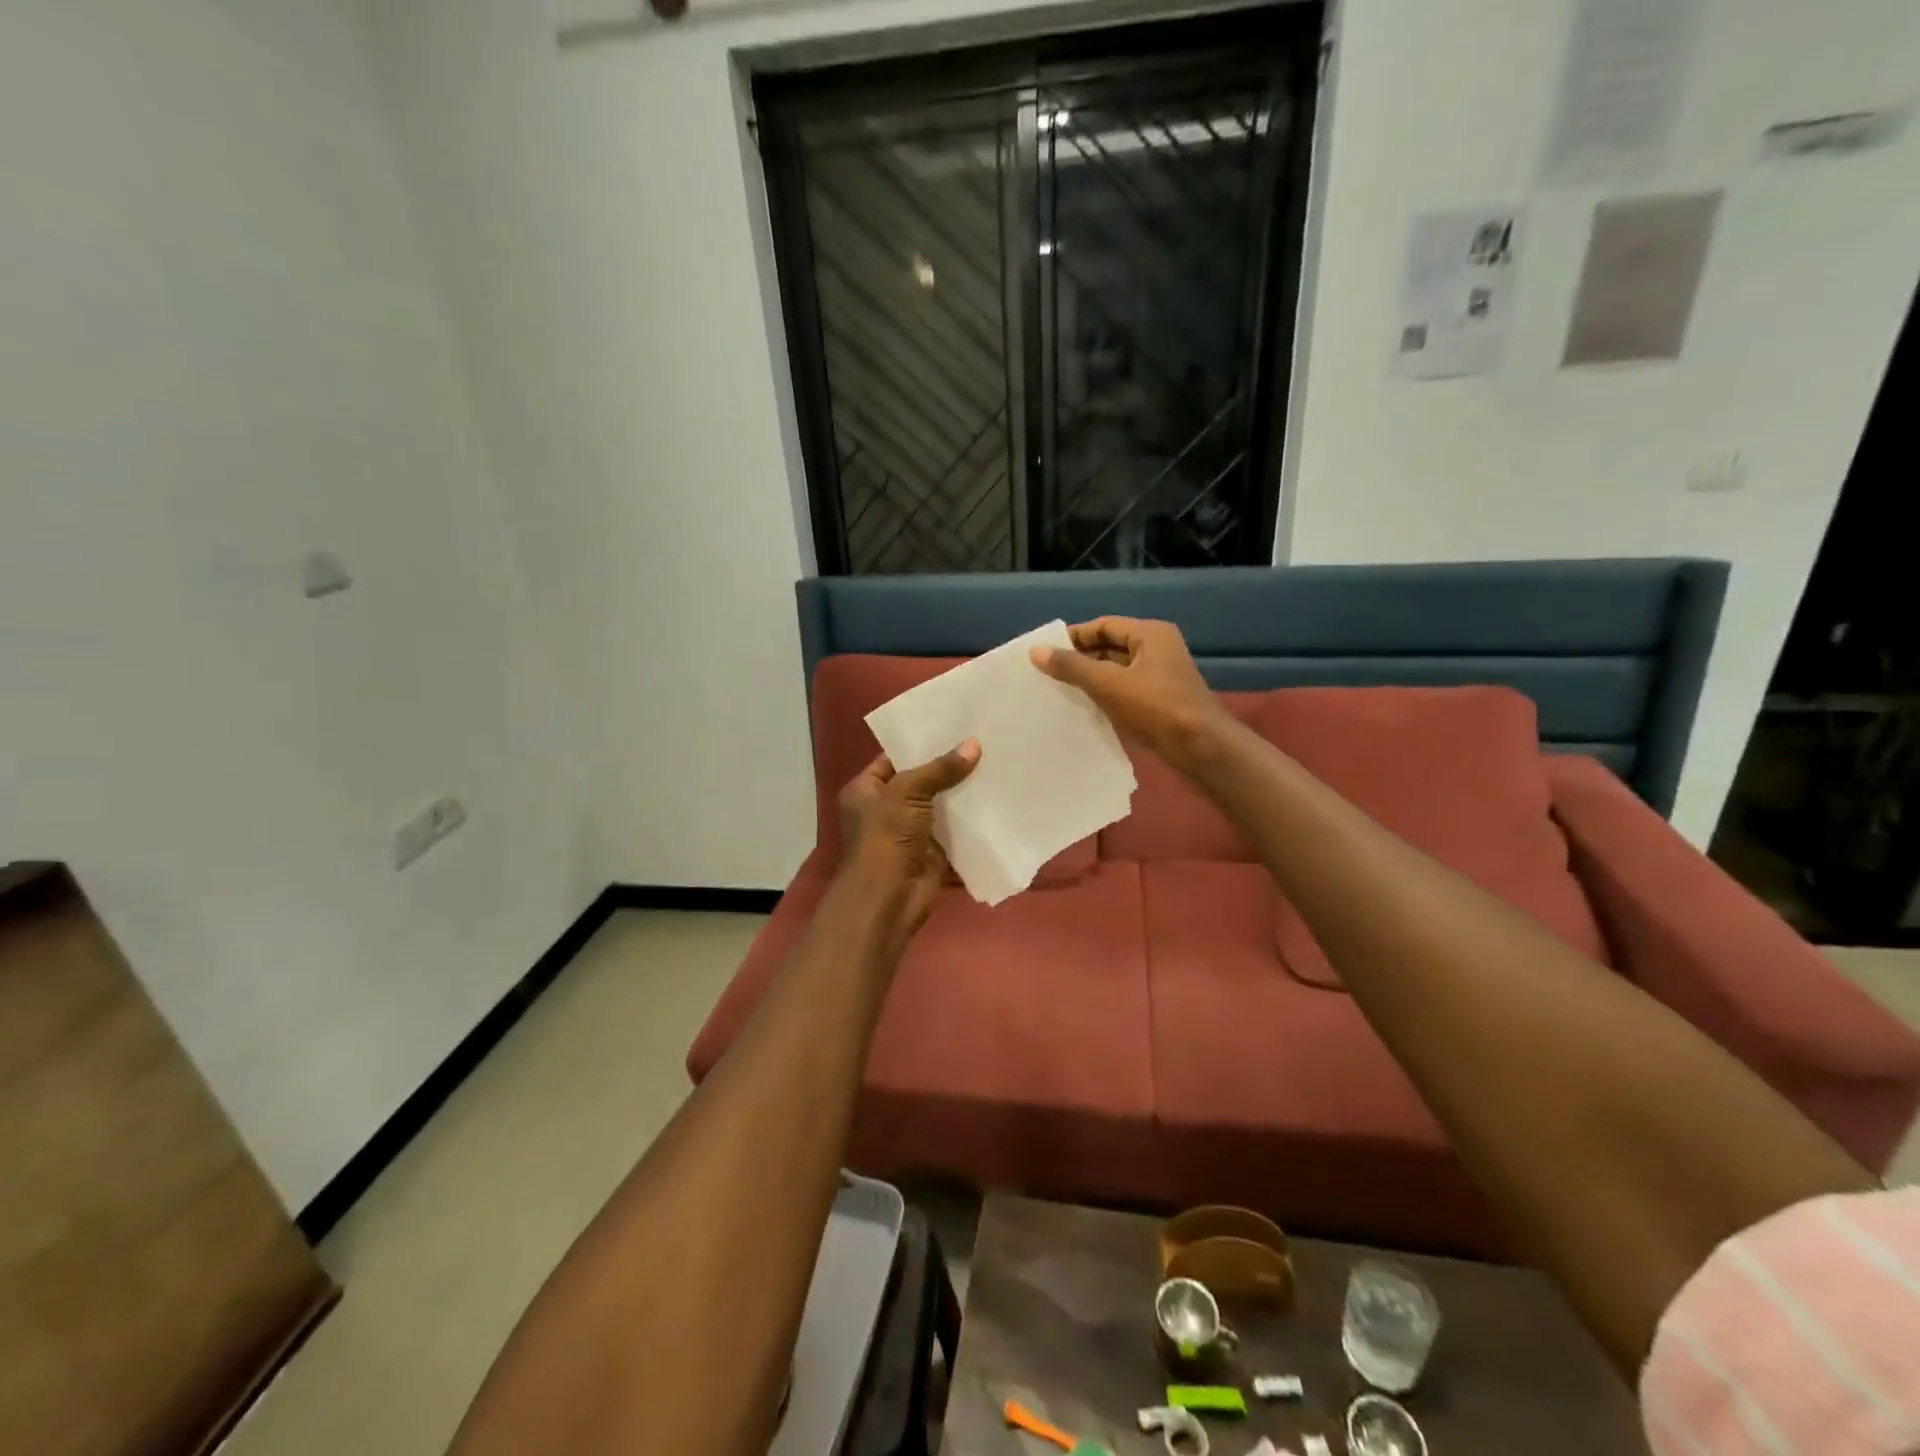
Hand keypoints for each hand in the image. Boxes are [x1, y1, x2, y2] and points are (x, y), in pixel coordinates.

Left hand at [837, 741, 980, 936]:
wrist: (889, 897)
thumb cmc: (886, 837)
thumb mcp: (908, 792)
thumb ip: (940, 769)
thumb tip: (974, 745)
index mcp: (866, 790)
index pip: (894, 758)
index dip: (921, 743)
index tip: (953, 726)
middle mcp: (885, 808)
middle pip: (920, 780)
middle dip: (947, 766)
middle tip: (981, 741)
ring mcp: (910, 831)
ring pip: (939, 805)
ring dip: (962, 792)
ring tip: (993, 763)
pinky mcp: (932, 851)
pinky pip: (954, 829)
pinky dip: (970, 819)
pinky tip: (995, 798)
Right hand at [1030, 618, 1227, 774]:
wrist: (1202, 749)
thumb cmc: (1157, 708)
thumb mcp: (1109, 684)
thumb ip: (1072, 667)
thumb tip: (1036, 651)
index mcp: (1150, 634)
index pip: (1103, 626)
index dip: (1073, 637)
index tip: (1044, 653)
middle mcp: (1157, 649)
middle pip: (1110, 647)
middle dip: (1080, 660)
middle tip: (1047, 675)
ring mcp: (1161, 677)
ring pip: (1116, 672)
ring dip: (1091, 681)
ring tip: (1058, 693)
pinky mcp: (1160, 702)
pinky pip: (1125, 692)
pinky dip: (1105, 698)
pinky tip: (1084, 711)